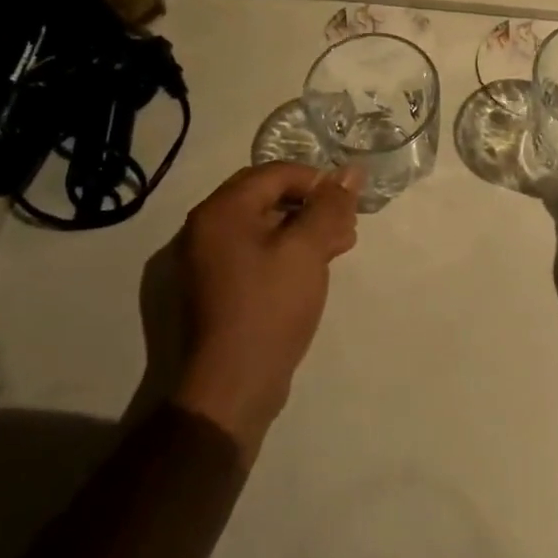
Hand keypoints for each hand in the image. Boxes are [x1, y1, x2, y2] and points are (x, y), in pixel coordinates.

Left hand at [139, 163, 360, 452]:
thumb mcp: (307, 249)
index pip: (275, 173)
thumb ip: (329, 206)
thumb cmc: (270, 306)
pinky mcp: (217, 288)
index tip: (348, 202)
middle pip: (268, 197)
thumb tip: (351, 171)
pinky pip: (256, 252)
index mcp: (221, 211)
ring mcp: (208, 261)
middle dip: (312, 206)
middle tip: (347, 225)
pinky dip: (287, 251)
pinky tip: (315, 267)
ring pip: (265, 226)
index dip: (317, 181)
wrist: (232, 386)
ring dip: (304, 229)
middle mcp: (206, 228)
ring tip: (340, 246)